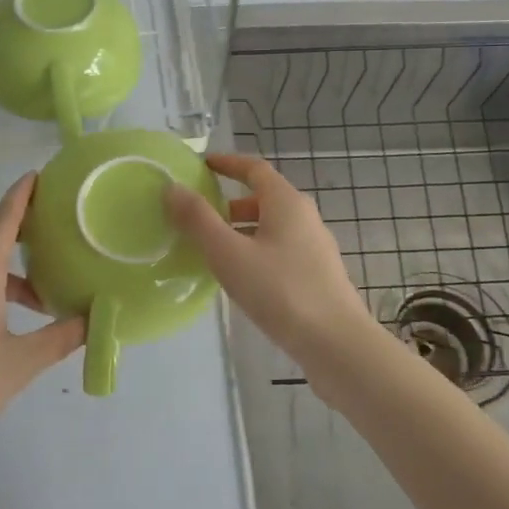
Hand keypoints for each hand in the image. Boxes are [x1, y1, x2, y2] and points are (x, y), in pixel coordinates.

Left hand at [0, 173, 83, 467]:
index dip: (20, 195)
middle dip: (11, 223)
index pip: (2, 220)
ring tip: (37, 292)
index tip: (37, 176)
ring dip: (2, 259)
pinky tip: (7, 315)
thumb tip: (93, 319)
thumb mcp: (21, 364)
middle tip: (45, 231)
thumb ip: (60, 338)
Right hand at [164, 152, 385, 376]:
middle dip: (230, 203)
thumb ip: (198, 220)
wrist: (336, 344)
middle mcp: (305, 217)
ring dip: (241, 230)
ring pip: (271, 227)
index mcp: (286, 202)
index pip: (255, 169)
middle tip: (199, 216)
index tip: (203, 165)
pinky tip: (241, 279)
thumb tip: (172, 187)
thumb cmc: (280, 291)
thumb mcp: (229, 253)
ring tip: (212, 250)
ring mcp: (314, 247)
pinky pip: (279, 250)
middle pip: (263, 198)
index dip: (228, 164)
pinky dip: (255, 251)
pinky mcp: (317, 275)